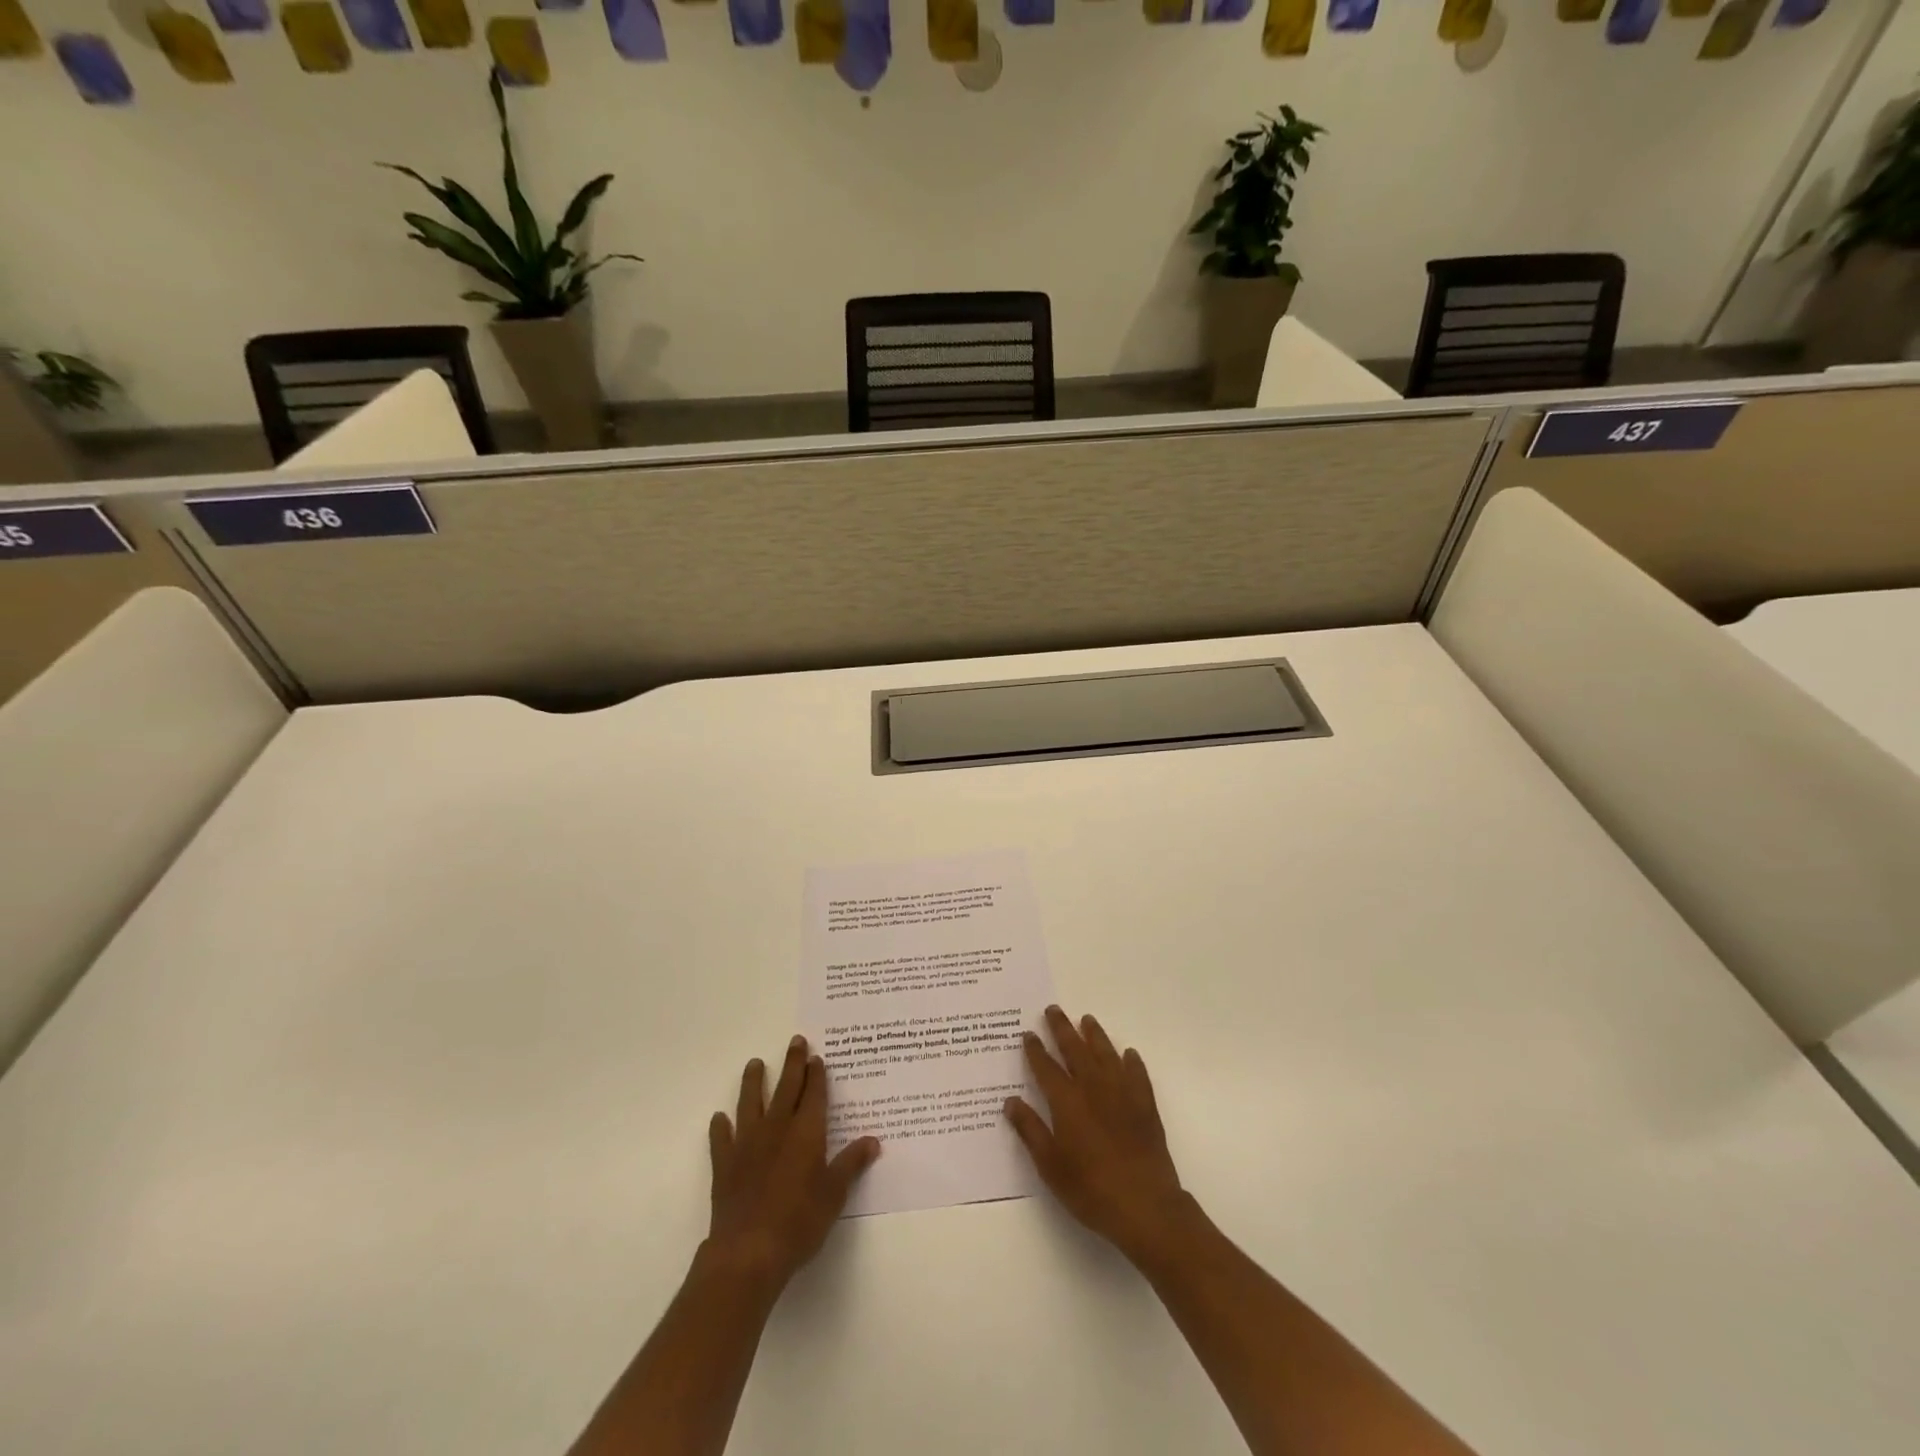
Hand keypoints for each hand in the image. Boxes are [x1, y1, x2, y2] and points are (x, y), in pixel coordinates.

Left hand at [704, 1035, 879, 1294]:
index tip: (817, 1056)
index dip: (817, 1075)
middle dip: (793, 1064)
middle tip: (795, 1041)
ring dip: (753, 1082)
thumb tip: (873, 1140)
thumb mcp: (834, 1195)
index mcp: (806, 1133)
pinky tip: (720, 1118)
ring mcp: (747, 1144)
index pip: (814, 1094)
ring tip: (754, 1063)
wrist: (748, 1252)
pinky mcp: (725, 1165)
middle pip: (786, 1088)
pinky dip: (721, 1127)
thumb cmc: (799, 1222)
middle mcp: (777, 1128)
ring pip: (751, 1103)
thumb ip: (851, 1164)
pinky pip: (722, 1139)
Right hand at [1004, 1005, 1191, 1264]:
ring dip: (1095, 1035)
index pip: (1046, 1067)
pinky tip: (1128, 1054)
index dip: (1035, 1050)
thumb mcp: (1050, 1165)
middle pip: (1075, 1050)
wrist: (1144, 1205)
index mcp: (1067, 1102)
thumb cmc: (1090, 1188)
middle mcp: (1093, 1088)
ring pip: (1106, 1054)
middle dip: (1062, 1028)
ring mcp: (1122, 1093)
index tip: (1027, 1034)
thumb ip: (1030, 1130)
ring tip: (1087, 1019)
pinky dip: (1131, 1061)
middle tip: (1053, 1010)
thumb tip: (1010, 1101)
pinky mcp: (1145, 1105)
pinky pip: (1137, 1074)